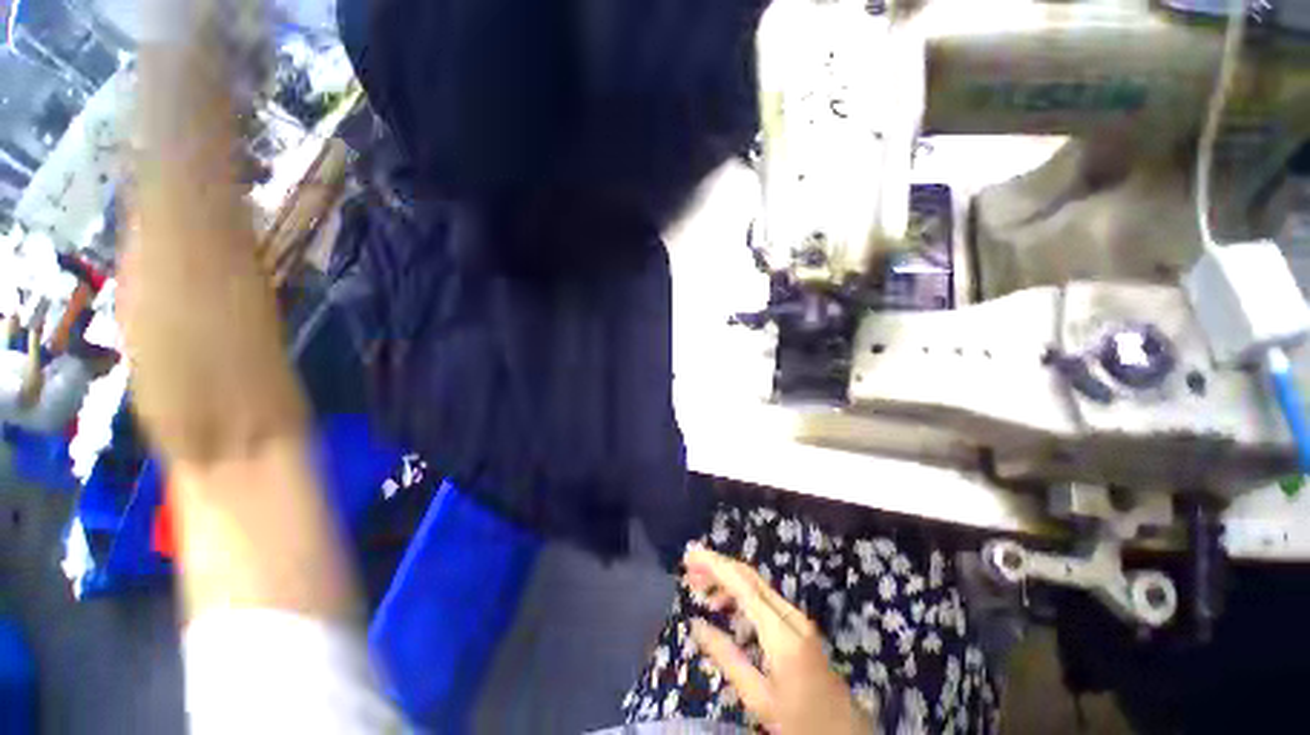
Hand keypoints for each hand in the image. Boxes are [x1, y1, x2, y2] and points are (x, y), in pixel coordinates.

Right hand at [684, 545, 874, 734]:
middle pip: (749, 576)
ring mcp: (797, 618)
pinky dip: (740, 595)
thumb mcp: (759, 698)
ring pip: (756, 584)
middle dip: (717, 567)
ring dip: (727, 580)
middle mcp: (790, 615)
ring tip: (700, 590)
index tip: (690, 555)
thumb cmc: (802, 722)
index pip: (742, 584)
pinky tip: (725, 608)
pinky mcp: (798, 625)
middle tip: (689, 570)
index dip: (714, 565)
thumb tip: (695, 624)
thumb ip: (727, 657)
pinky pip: (764, 599)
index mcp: (781, 632)